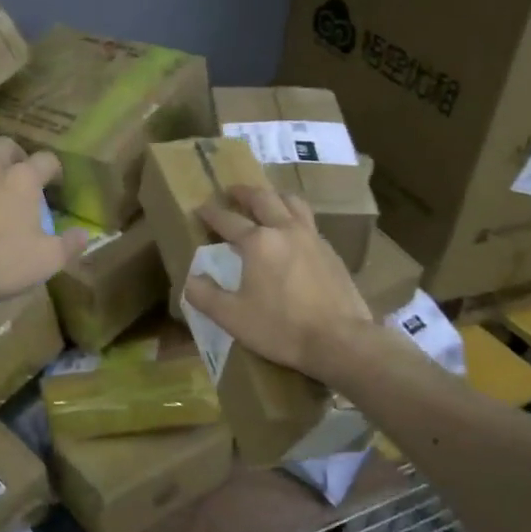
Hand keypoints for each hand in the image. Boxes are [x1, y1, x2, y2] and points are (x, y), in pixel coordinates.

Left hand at [0, 137, 88, 300]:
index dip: (54, 170)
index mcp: (23, 179)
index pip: (46, 160)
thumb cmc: (1, 260)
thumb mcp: (46, 260)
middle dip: (15, 156)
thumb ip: (69, 245)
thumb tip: (84, 234)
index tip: (55, 184)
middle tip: (19, 176)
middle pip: (5, 145)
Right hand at [182, 184, 373, 377]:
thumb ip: (205, 296)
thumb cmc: (281, 328)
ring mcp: (312, 238)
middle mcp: (285, 230)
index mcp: (258, 242)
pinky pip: (309, 222)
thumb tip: (191, 279)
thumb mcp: (232, 317)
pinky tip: (293, 232)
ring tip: (266, 200)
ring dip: (274, 197)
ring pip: (292, 203)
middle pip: (263, 199)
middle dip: (244, 193)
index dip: (211, 213)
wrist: (339, 340)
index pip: (228, 220)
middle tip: (232, 191)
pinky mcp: (331, 252)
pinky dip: (295, 216)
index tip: (200, 208)